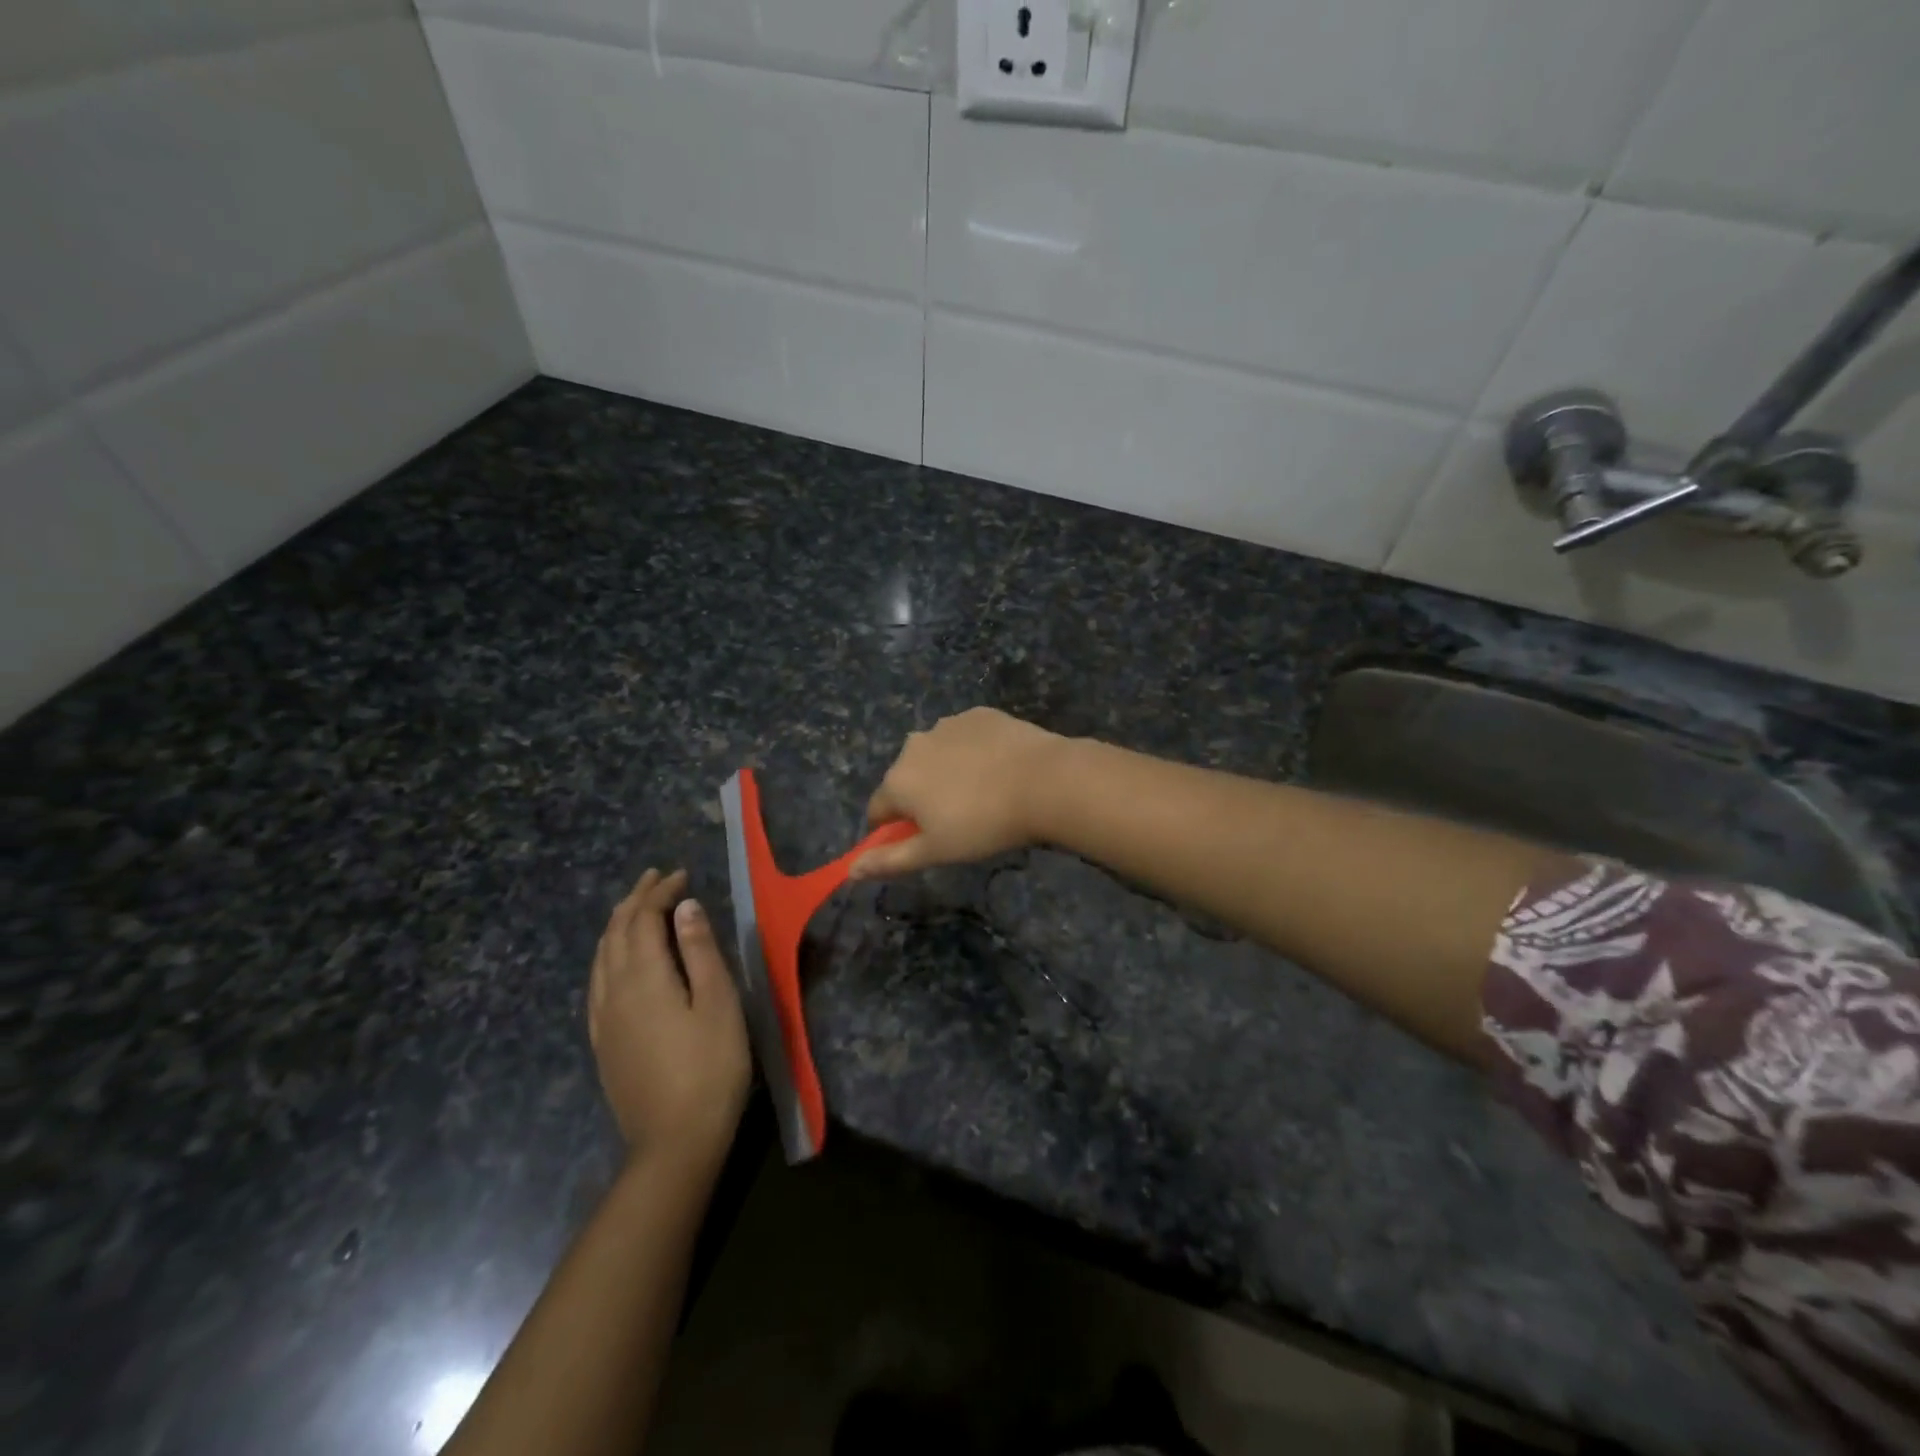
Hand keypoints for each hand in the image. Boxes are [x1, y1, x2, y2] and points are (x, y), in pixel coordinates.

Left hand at [589, 869, 750, 1172]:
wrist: (673, 1141)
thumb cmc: (710, 1066)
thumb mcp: (718, 1003)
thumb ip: (700, 951)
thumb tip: (685, 906)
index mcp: (644, 977)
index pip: (643, 919)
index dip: (660, 892)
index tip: (682, 874)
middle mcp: (613, 991)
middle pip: (615, 932)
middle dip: (634, 900)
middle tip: (655, 878)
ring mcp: (602, 1019)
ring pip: (600, 956)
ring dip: (618, 924)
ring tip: (636, 908)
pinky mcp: (602, 1041)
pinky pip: (596, 982)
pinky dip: (607, 955)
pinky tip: (617, 961)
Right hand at [849, 708, 1066, 879]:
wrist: (1044, 781)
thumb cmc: (984, 825)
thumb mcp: (936, 851)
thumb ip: (890, 860)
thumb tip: (849, 871)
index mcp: (898, 780)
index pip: (878, 810)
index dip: (893, 830)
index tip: (921, 841)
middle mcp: (913, 745)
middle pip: (907, 779)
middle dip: (922, 798)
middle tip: (958, 820)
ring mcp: (947, 725)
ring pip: (936, 755)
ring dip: (947, 772)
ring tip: (984, 793)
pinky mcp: (979, 714)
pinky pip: (965, 737)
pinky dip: (973, 751)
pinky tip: (998, 768)